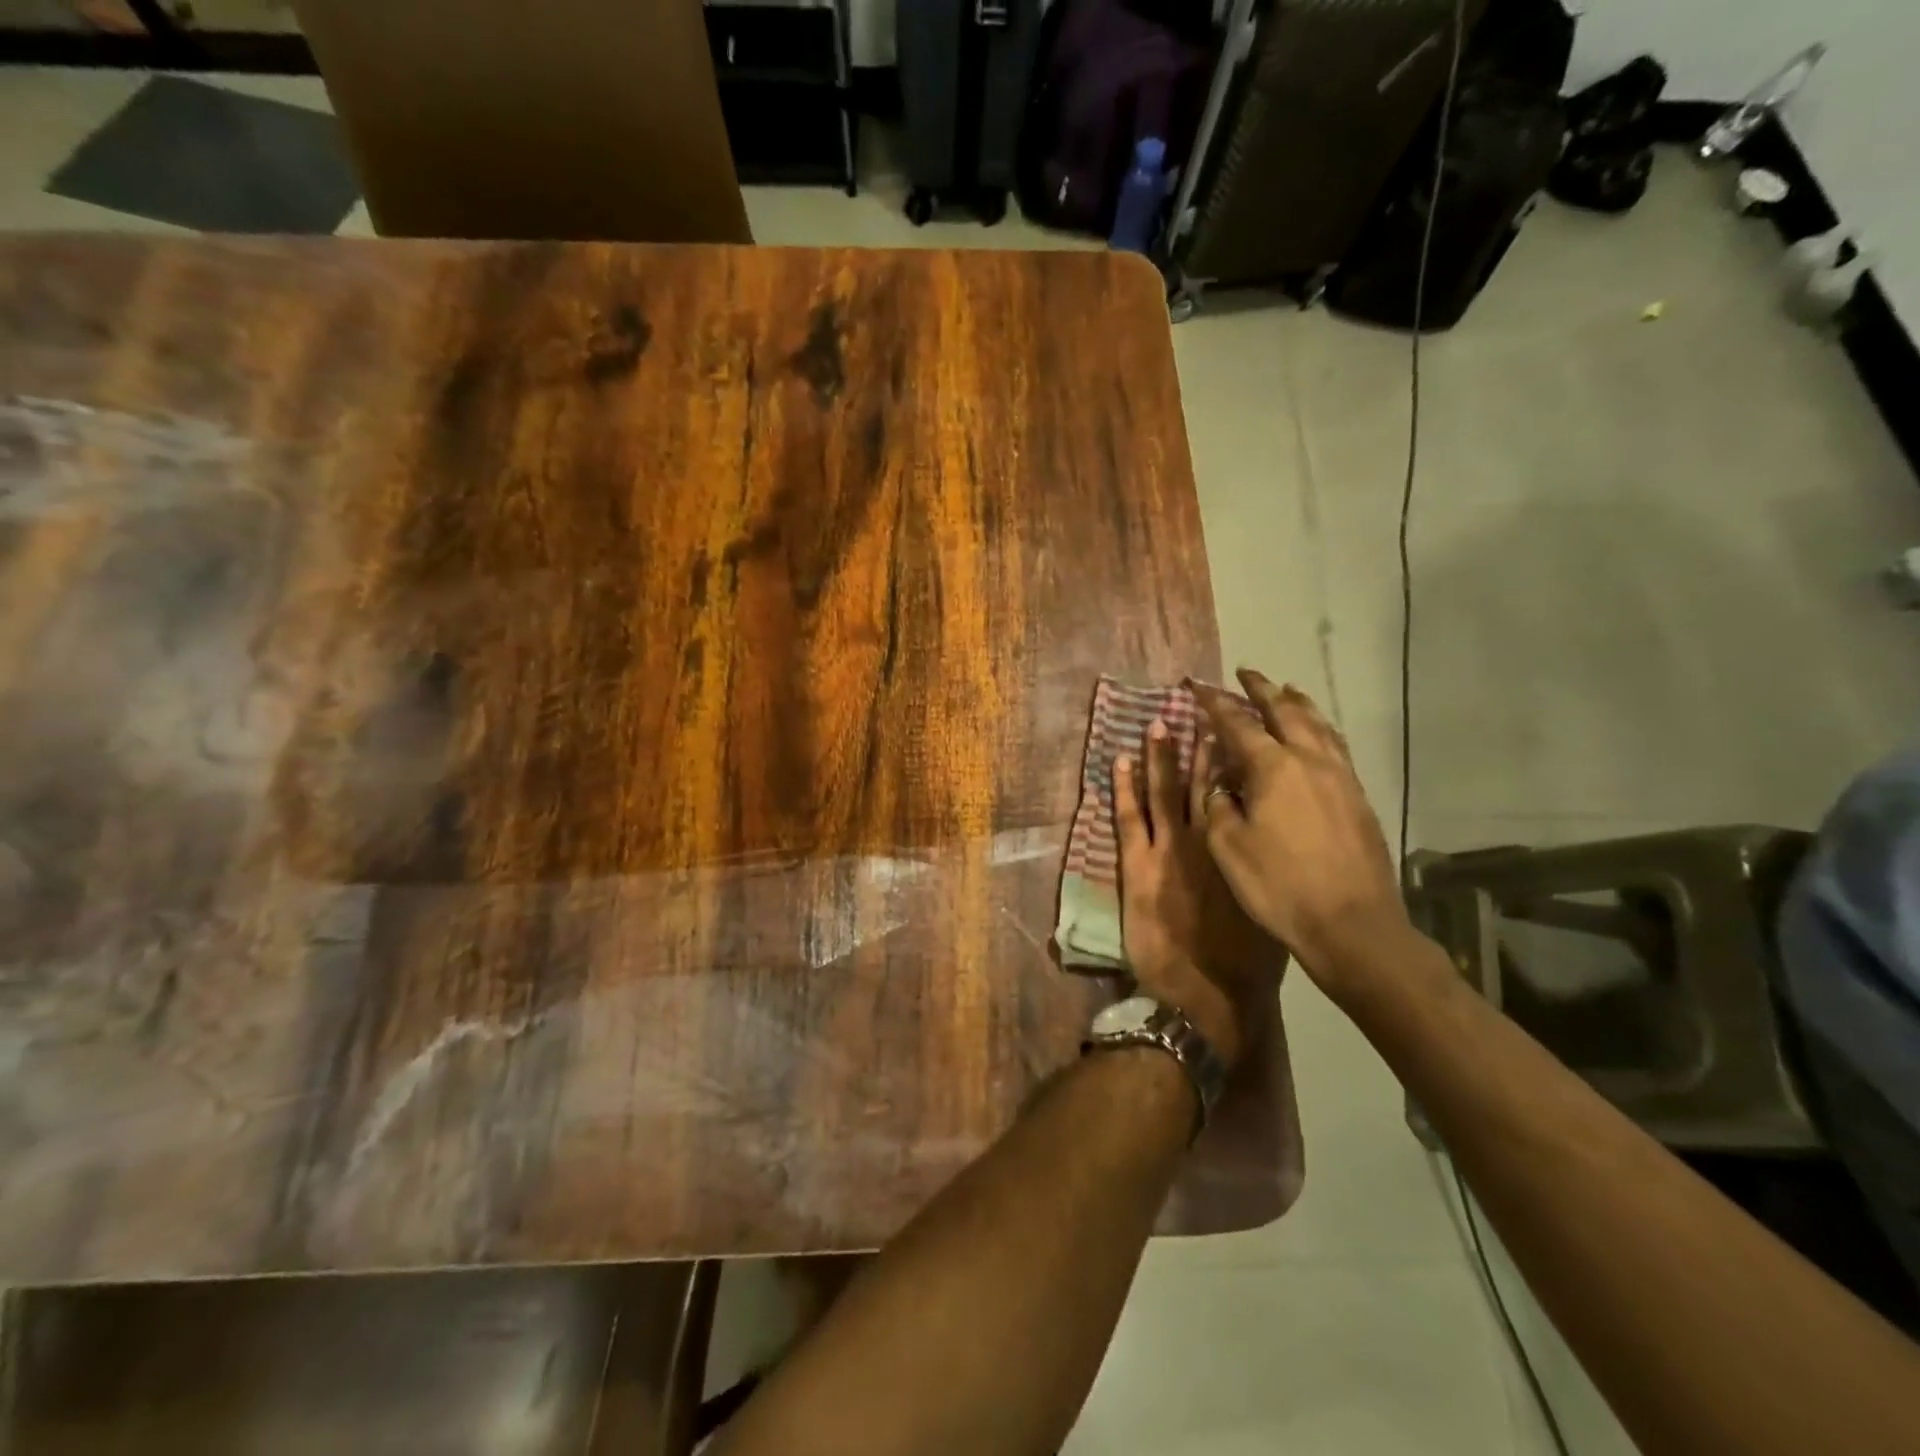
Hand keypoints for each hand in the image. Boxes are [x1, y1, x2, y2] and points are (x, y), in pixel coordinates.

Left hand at [1113, 718, 1284, 1068]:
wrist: (1206, 996)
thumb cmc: (1246, 964)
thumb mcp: (1268, 911)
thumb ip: (1262, 873)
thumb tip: (1264, 847)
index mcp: (1240, 850)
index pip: (1236, 795)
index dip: (1231, 762)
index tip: (1230, 733)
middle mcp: (1207, 840)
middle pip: (1202, 783)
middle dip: (1199, 746)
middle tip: (1197, 711)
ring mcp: (1169, 850)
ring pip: (1163, 792)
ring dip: (1160, 757)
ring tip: (1158, 723)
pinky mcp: (1138, 866)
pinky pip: (1129, 818)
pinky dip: (1123, 789)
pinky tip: (1119, 762)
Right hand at [1190, 670, 1414, 1001]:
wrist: (1352, 925)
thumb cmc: (1279, 886)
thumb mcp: (1228, 846)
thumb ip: (1218, 806)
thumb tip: (1221, 785)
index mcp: (1273, 768)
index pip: (1237, 724)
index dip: (1214, 703)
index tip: (1197, 686)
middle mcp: (1310, 761)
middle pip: (1285, 712)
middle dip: (1262, 690)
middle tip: (1246, 673)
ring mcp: (1340, 777)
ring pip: (1318, 725)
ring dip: (1297, 703)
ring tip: (1285, 691)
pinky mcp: (1358, 797)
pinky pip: (1335, 746)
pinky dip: (1319, 728)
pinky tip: (1317, 736)